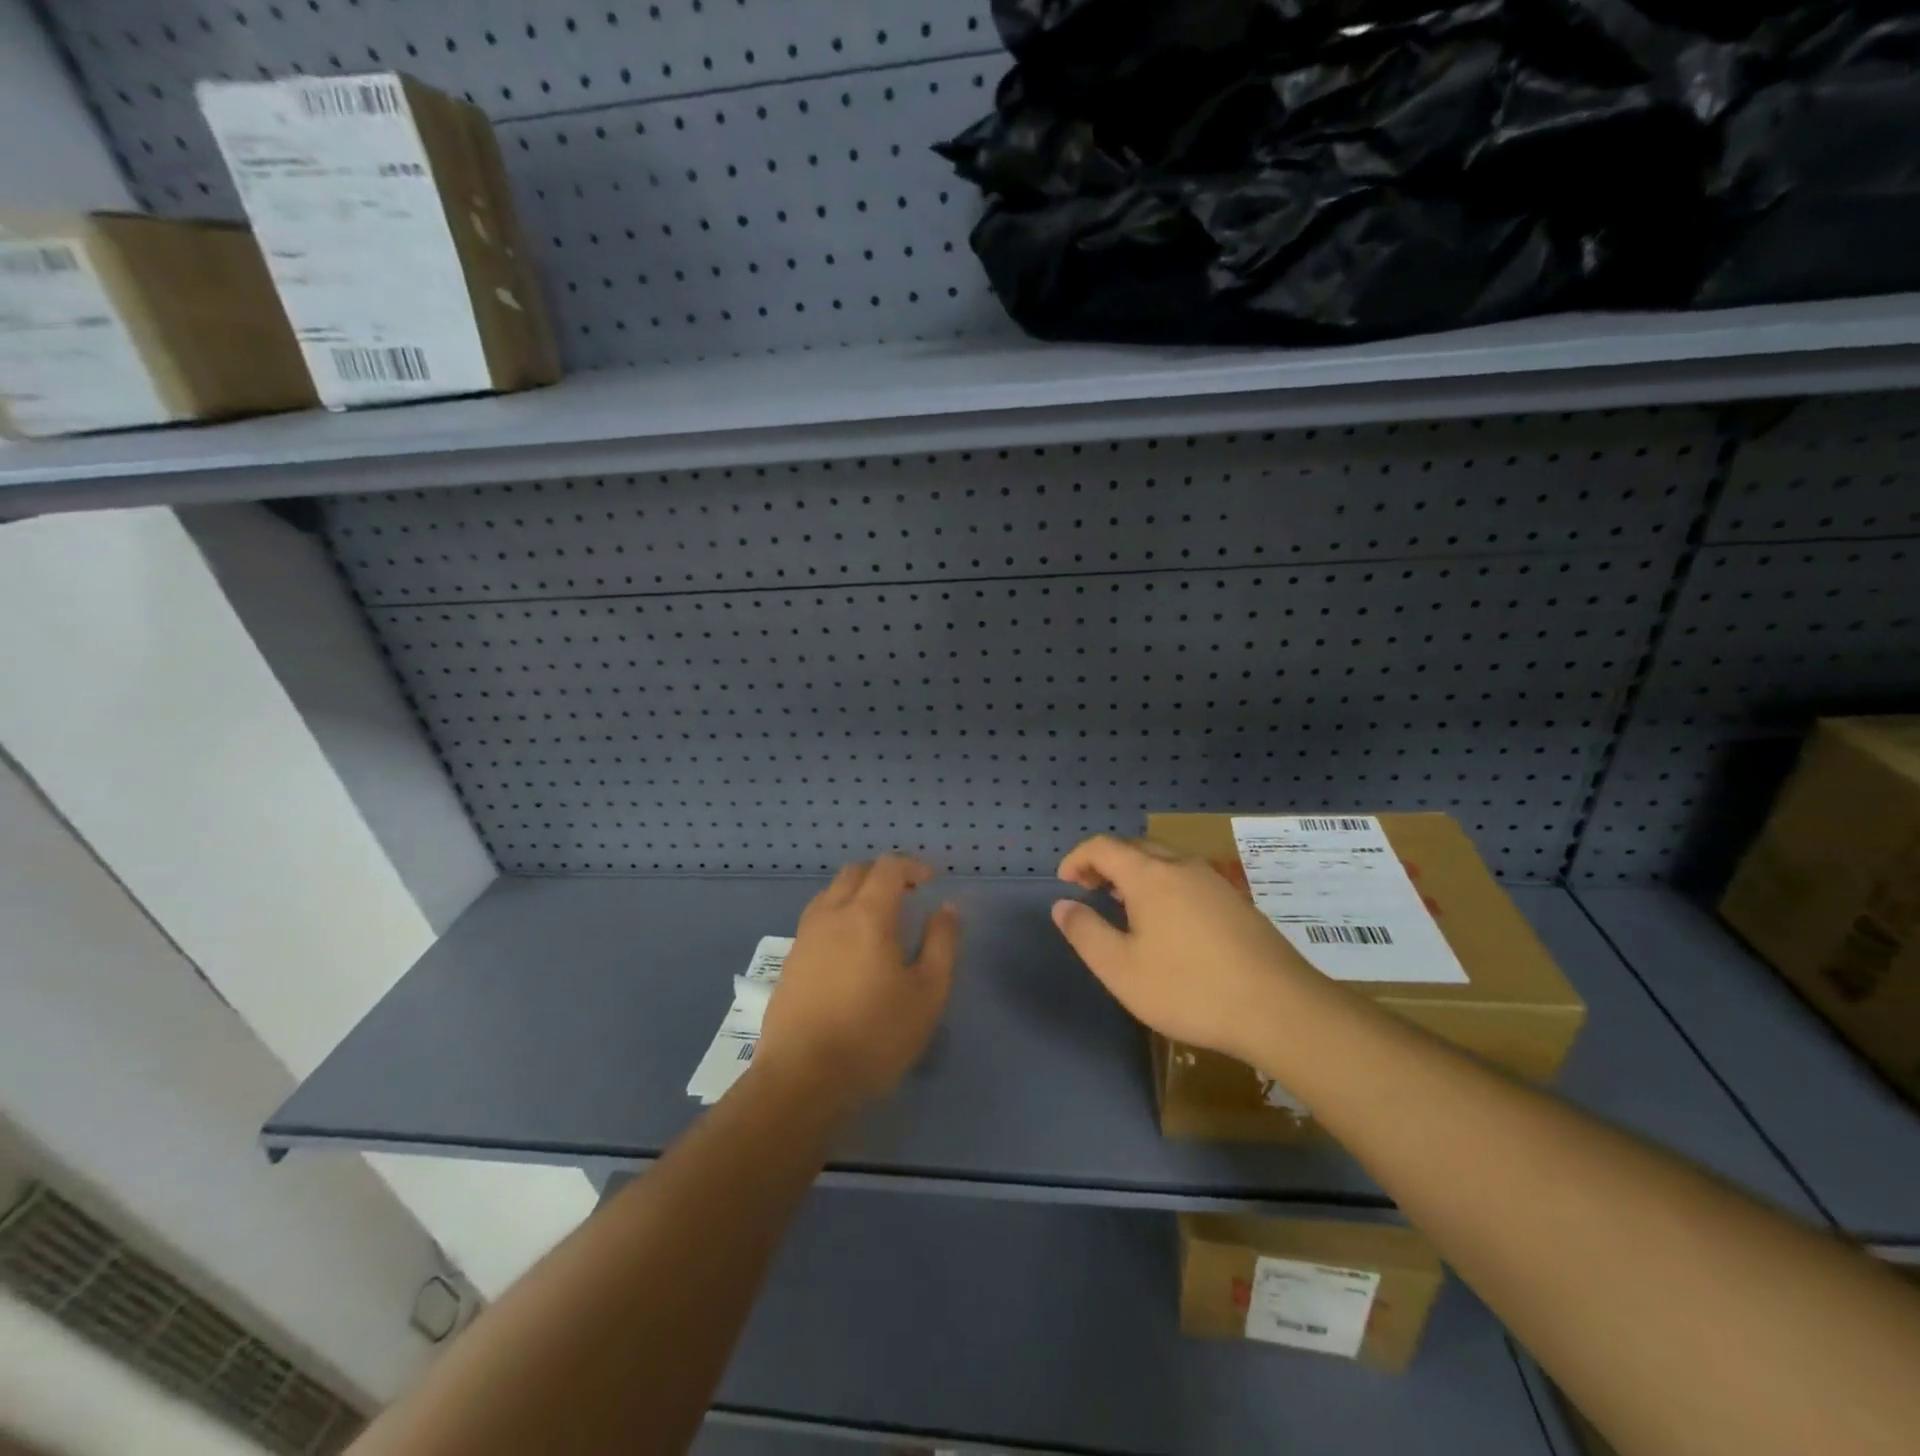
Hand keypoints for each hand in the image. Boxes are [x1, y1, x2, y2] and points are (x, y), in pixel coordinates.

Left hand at [756, 855, 958, 1108]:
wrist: (802, 1080)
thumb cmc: (875, 1036)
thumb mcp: (927, 993)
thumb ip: (942, 943)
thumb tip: (947, 908)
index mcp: (866, 914)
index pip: (888, 867)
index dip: (912, 866)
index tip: (931, 882)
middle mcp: (831, 915)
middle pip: (855, 872)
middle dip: (884, 874)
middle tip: (908, 895)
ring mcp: (804, 937)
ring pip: (831, 893)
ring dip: (857, 892)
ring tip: (879, 920)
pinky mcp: (790, 962)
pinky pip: (816, 919)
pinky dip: (838, 916)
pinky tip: (850, 949)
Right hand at [1051, 835, 1317, 1063]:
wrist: (1279, 1009)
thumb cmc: (1189, 988)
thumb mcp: (1121, 969)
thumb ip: (1085, 932)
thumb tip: (1062, 905)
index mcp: (1149, 875)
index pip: (1103, 846)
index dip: (1078, 858)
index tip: (1065, 884)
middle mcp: (1182, 866)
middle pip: (1135, 847)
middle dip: (1106, 863)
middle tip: (1092, 893)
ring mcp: (1215, 882)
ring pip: (1166, 861)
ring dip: (1137, 873)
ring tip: (1126, 907)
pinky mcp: (1237, 902)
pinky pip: (1189, 878)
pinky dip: (1165, 886)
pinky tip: (1170, 924)